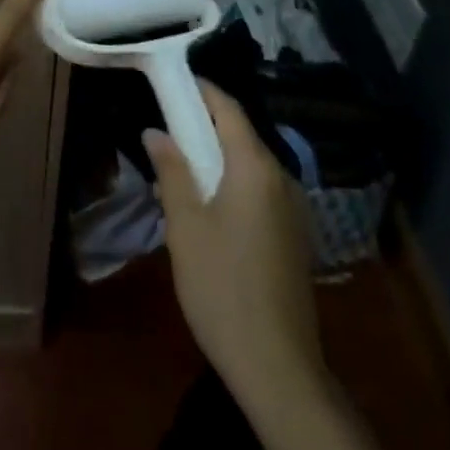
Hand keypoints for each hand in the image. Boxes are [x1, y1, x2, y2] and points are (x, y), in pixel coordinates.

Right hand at [145, 81, 321, 398]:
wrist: (278, 367)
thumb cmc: (222, 286)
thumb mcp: (186, 226)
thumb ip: (172, 171)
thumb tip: (155, 132)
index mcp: (255, 166)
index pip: (228, 108)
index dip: (202, 90)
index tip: (174, 81)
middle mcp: (281, 176)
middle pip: (241, 134)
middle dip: (205, 127)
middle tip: (169, 130)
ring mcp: (293, 207)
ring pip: (250, 164)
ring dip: (218, 158)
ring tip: (182, 172)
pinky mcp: (295, 235)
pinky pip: (260, 190)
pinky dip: (234, 183)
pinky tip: (211, 209)